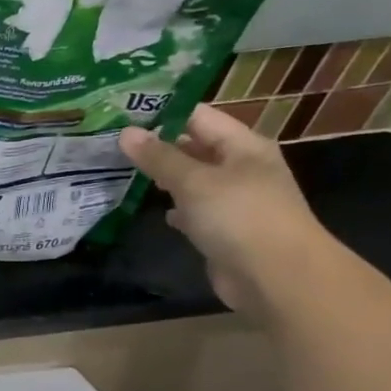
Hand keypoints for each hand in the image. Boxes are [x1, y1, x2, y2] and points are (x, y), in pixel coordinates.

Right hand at [119, 104, 337, 319]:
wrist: (277, 278)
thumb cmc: (239, 217)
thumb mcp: (194, 182)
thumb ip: (159, 157)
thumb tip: (125, 132)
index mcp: (243, 146)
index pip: (198, 116)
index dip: (163, 112)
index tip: (122, 113)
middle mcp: (242, 168)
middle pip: (195, 147)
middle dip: (158, 146)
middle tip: (114, 142)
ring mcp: (235, 200)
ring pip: (193, 180)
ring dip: (165, 178)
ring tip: (124, 171)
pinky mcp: (226, 230)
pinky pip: (196, 210)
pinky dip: (177, 209)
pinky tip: (157, 211)